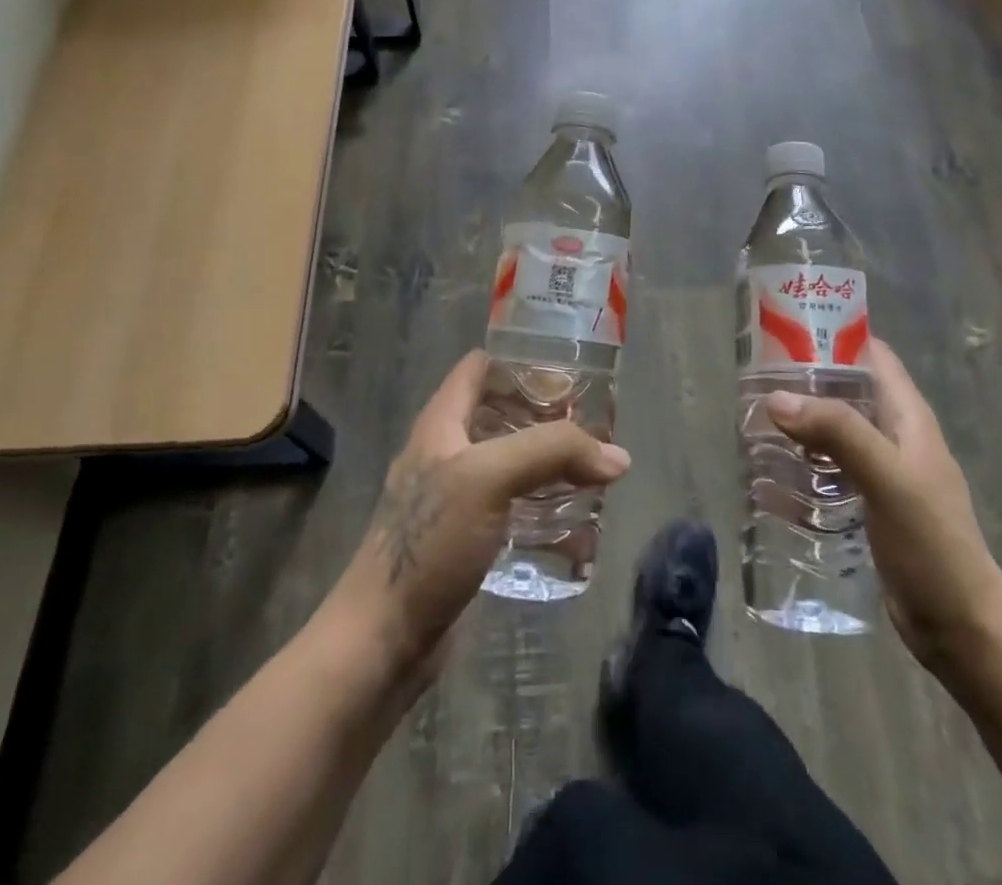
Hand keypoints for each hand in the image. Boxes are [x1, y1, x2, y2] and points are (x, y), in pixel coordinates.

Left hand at [329, 351, 631, 682]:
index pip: (481, 366)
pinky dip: (543, 509)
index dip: (522, 361)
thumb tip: (618, 457)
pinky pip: (513, 509)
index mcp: (442, 422)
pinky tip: (576, 524)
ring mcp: (456, 497)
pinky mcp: (467, 539)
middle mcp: (447, 451)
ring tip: (595, 470)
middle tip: (595, 424)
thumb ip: (552, 453)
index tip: (570, 372)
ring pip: (512, 463)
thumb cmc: (429, 542)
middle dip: (548, 415)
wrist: (383, 640)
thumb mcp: (489, 478)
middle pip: (502, 413)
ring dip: (550, 464)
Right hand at [766, 338, 1001, 669]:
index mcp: (908, 416)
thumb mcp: (888, 479)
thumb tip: (777, 398)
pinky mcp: (870, 505)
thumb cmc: (932, 545)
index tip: (784, 332)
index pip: (871, 355)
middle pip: (845, 391)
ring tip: (753, 424)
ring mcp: (882, 472)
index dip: (833, 335)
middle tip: (754, 383)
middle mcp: (895, 436)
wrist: (961, 629)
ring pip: (834, 431)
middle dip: (804, 383)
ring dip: (799, 425)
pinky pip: (830, 471)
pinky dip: (802, 465)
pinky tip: (771, 475)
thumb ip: (839, 433)